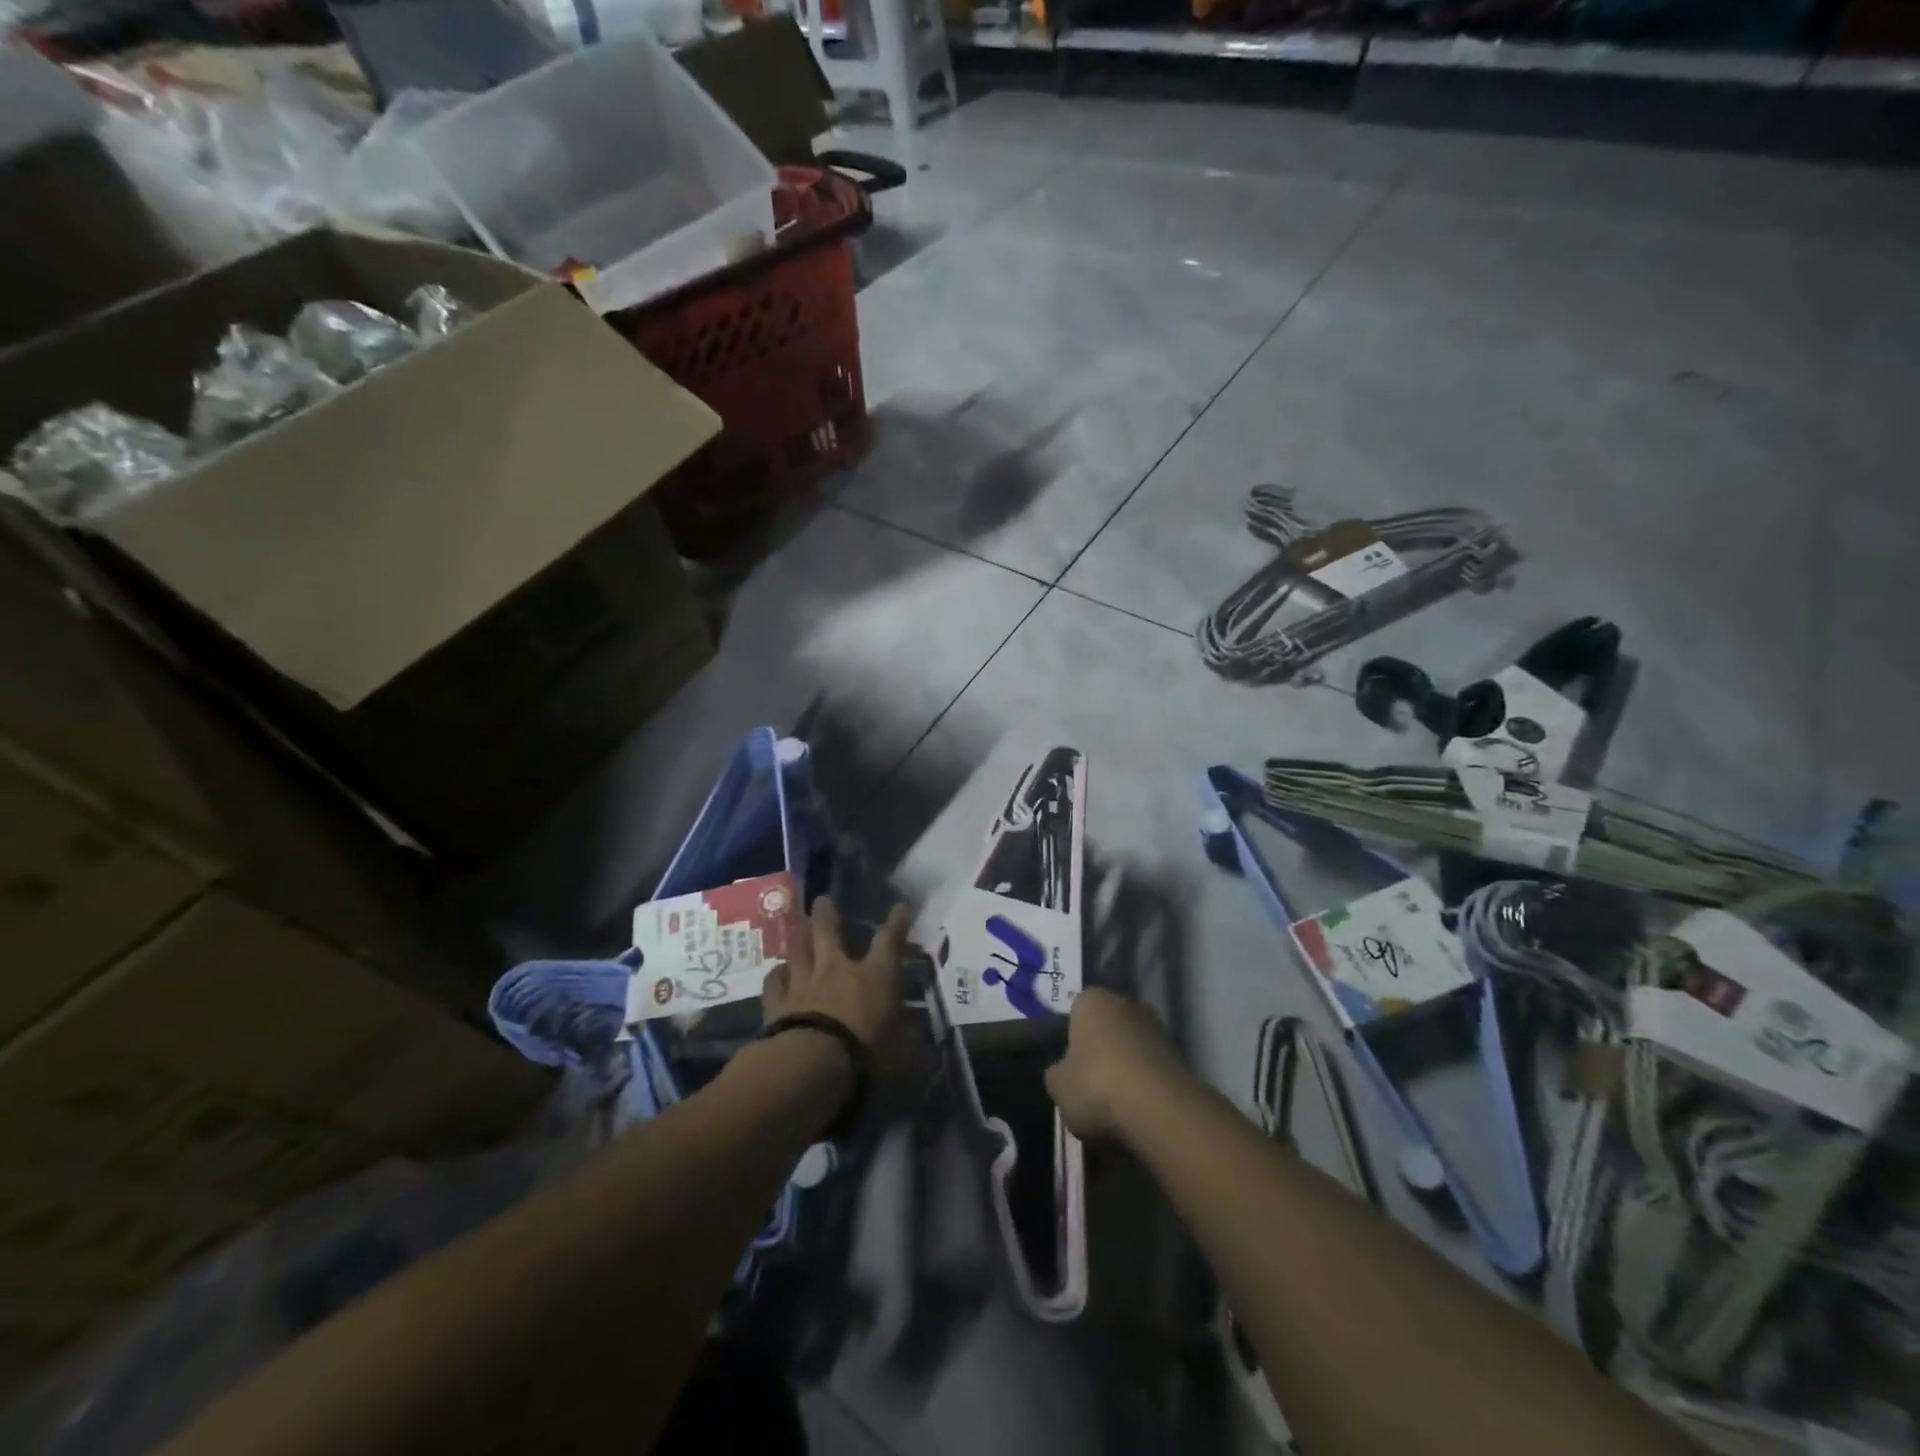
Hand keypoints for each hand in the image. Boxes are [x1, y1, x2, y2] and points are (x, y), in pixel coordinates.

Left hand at [763, 898, 909, 1052]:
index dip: (897, 923)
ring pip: (798, 949)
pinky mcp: (777, 1003)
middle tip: (822, 900)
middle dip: (827, 913)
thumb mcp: (901, 1055)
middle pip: (828, 931)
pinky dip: (777, 975)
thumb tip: (932, 1055)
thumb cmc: (865, 1054)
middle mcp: (837, 970)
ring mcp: (803, 983)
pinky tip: (777, 972)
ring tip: (798, 924)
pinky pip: (775, 981)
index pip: (889, 942)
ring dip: (799, 935)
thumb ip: (913, 1049)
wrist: (811, 1064)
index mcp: (874, 977)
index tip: (900, 907)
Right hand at [1045, 988, 1188, 1144]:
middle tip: (1088, 1086)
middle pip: (1107, 1028)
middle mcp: (1127, 1004)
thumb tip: (1063, 1073)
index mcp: (1092, 1000)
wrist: (1159, 1111)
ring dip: (1124, 1071)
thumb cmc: (1096, 1086)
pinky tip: (1136, 1115)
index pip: (1075, 1011)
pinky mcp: (1181, 1058)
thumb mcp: (1058, 1086)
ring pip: (1131, 1050)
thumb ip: (1057, 1074)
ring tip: (1113, 1108)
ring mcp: (1157, 1029)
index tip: (1068, 1067)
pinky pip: (1151, 1071)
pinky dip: (1144, 1088)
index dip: (1070, 1039)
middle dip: (1100, 1052)